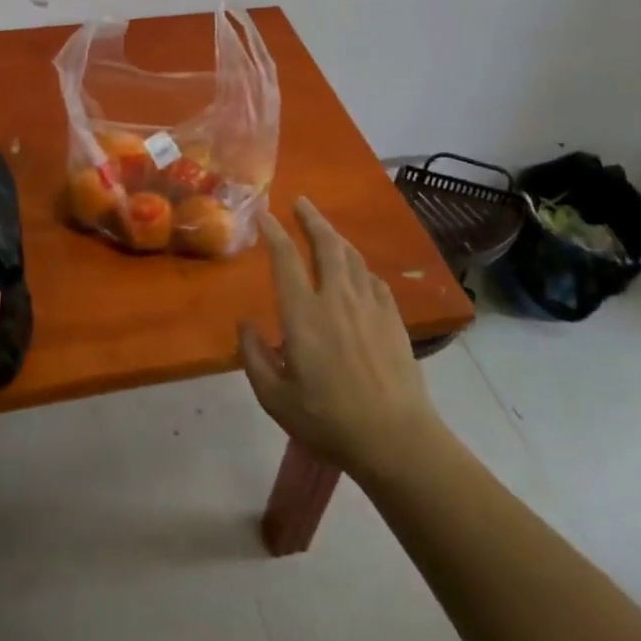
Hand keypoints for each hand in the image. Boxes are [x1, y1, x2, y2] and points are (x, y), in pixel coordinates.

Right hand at [239, 197, 441, 481]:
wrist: (395, 439)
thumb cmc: (328, 421)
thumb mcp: (274, 398)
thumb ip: (253, 357)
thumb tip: (245, 325)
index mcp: (304, 315)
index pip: (286, 259)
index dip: (274, 232)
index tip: (265, 214)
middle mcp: (337, 299)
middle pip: (326, 245)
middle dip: (311, 219)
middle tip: (301, 202)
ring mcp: (369, 306)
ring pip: (352, 257)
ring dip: (335, 236)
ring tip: (325, 228)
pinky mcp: (392, 319)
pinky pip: (372, 279)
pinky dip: (359, 266)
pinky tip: (356, 270)